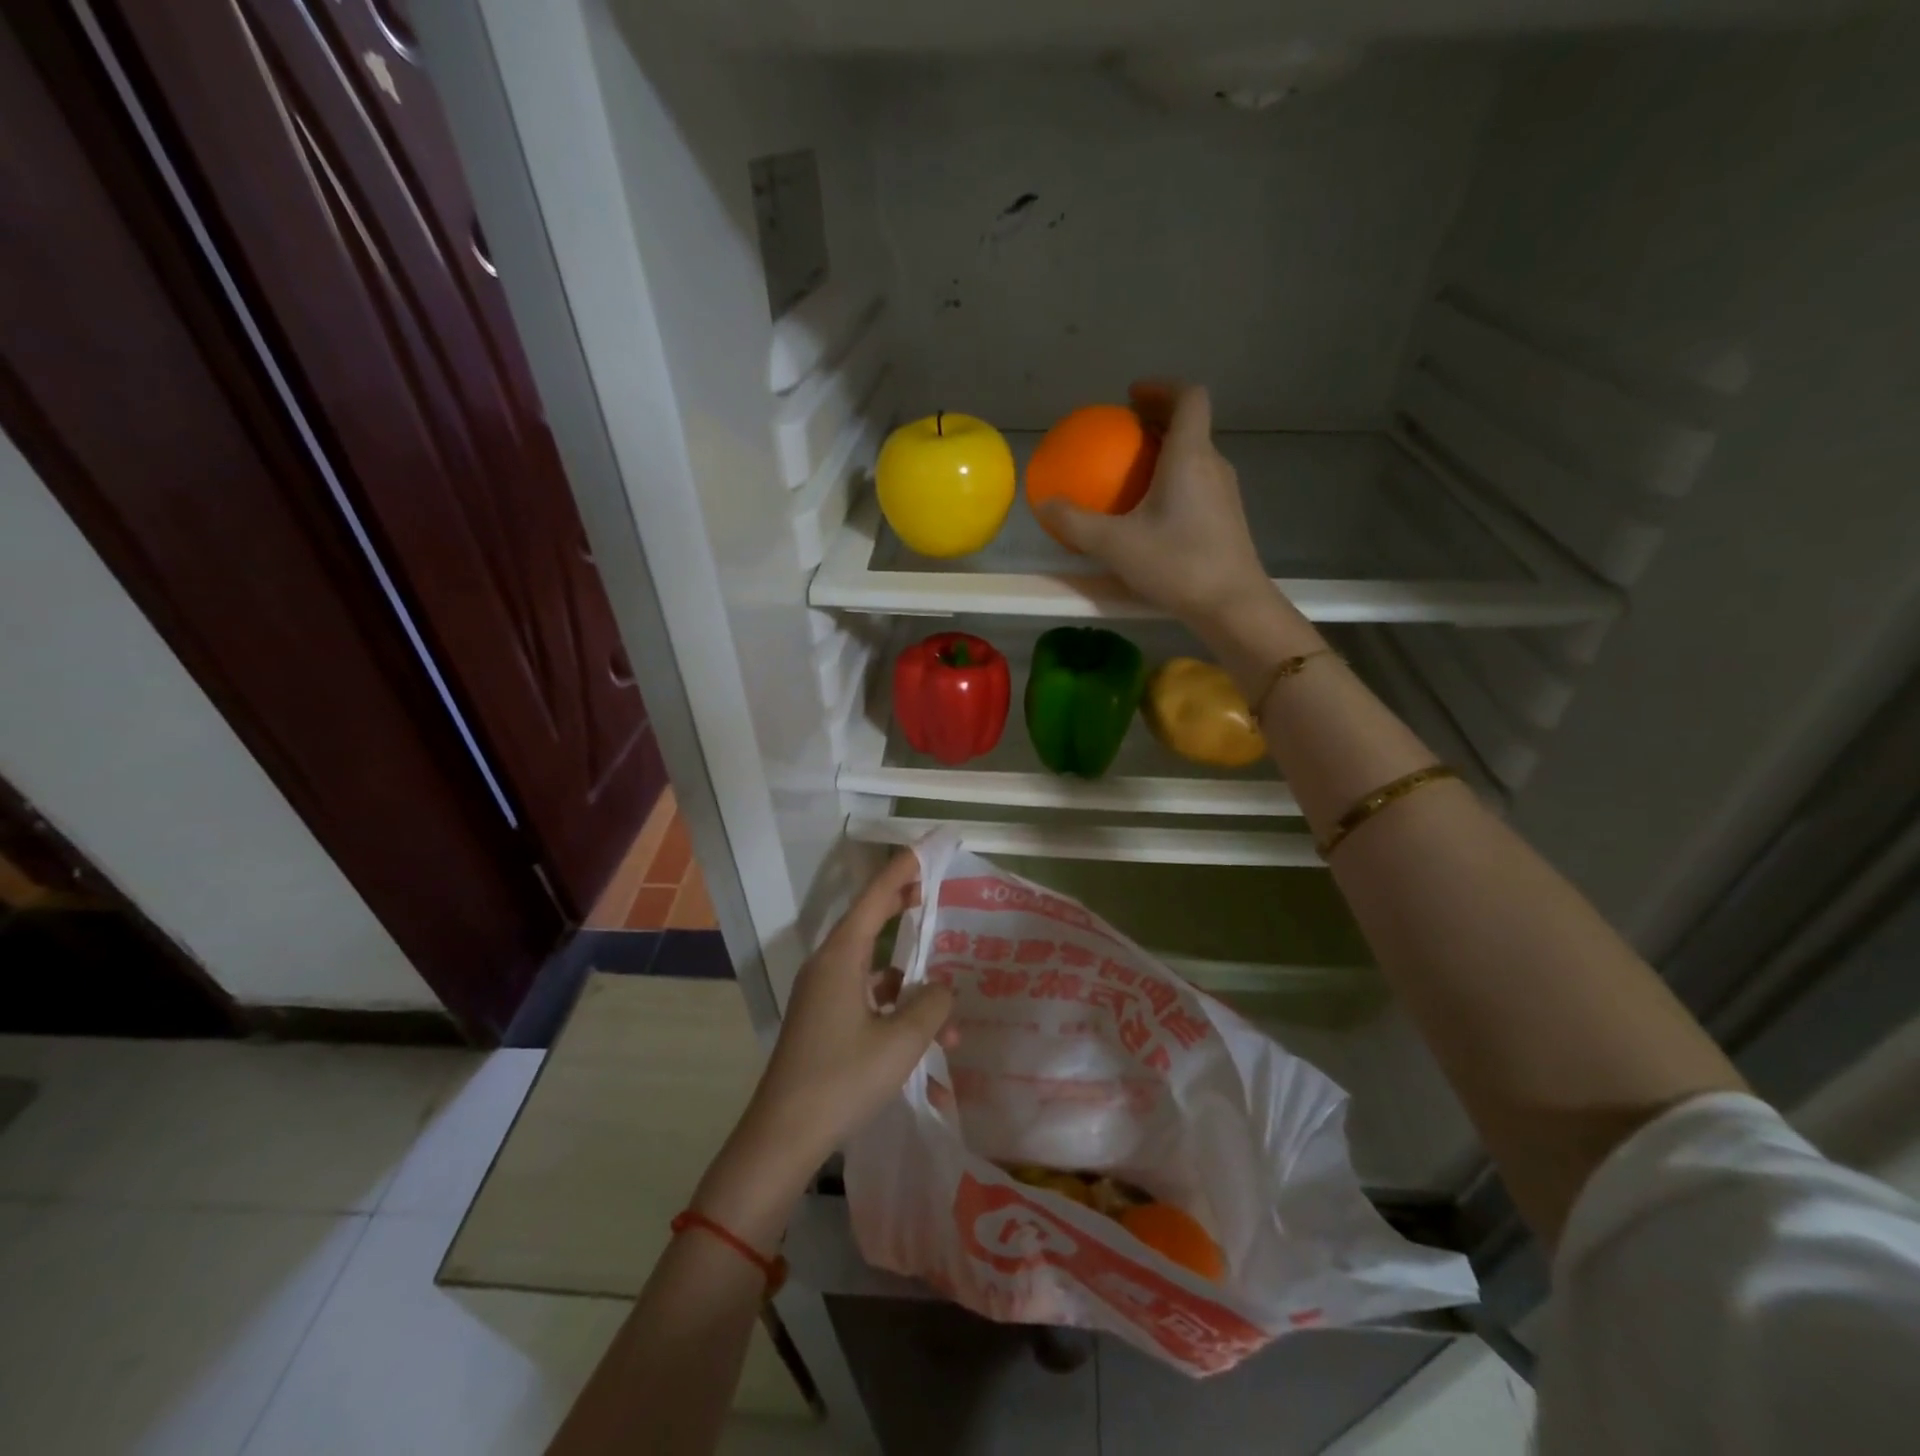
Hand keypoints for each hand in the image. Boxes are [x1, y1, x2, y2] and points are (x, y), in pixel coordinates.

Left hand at [693, 852, 952, 1243]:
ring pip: (875, 971)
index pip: (875, 897)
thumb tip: (944, 986)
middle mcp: (829, 966)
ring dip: (912, 985)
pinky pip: (866, 999)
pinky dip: (896, 1010)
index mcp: (842, 957)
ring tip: (951, 1017)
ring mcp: (823, 995)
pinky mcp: (824, 1021)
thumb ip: (932, 1006)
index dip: (902, 870)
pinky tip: (925, 1042)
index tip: (925, 848)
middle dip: (904, 908)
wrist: (783, 1136)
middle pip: (871, 923)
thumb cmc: (842, 1078)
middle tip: (934, 892)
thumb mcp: (901, 1042)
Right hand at [1038, 381, 1273, 636]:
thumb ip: (1076, 523)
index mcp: (1190, 455)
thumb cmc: (1176, 564)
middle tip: (1124, 432)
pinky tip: (1151, 512)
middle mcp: (1213, 465)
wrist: (1231, 604)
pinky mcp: (1227, 519)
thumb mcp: (1115, 545)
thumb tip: (1045, 504)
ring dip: (1167, 451)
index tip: (1132, 397)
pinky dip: (1174, 480)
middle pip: (1191, 425)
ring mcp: (1225, 493)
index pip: (1188, 397)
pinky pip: (1198, 483)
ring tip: (1134, 471)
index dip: (1161, 388)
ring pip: (1195, 455)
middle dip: (1157, 420)